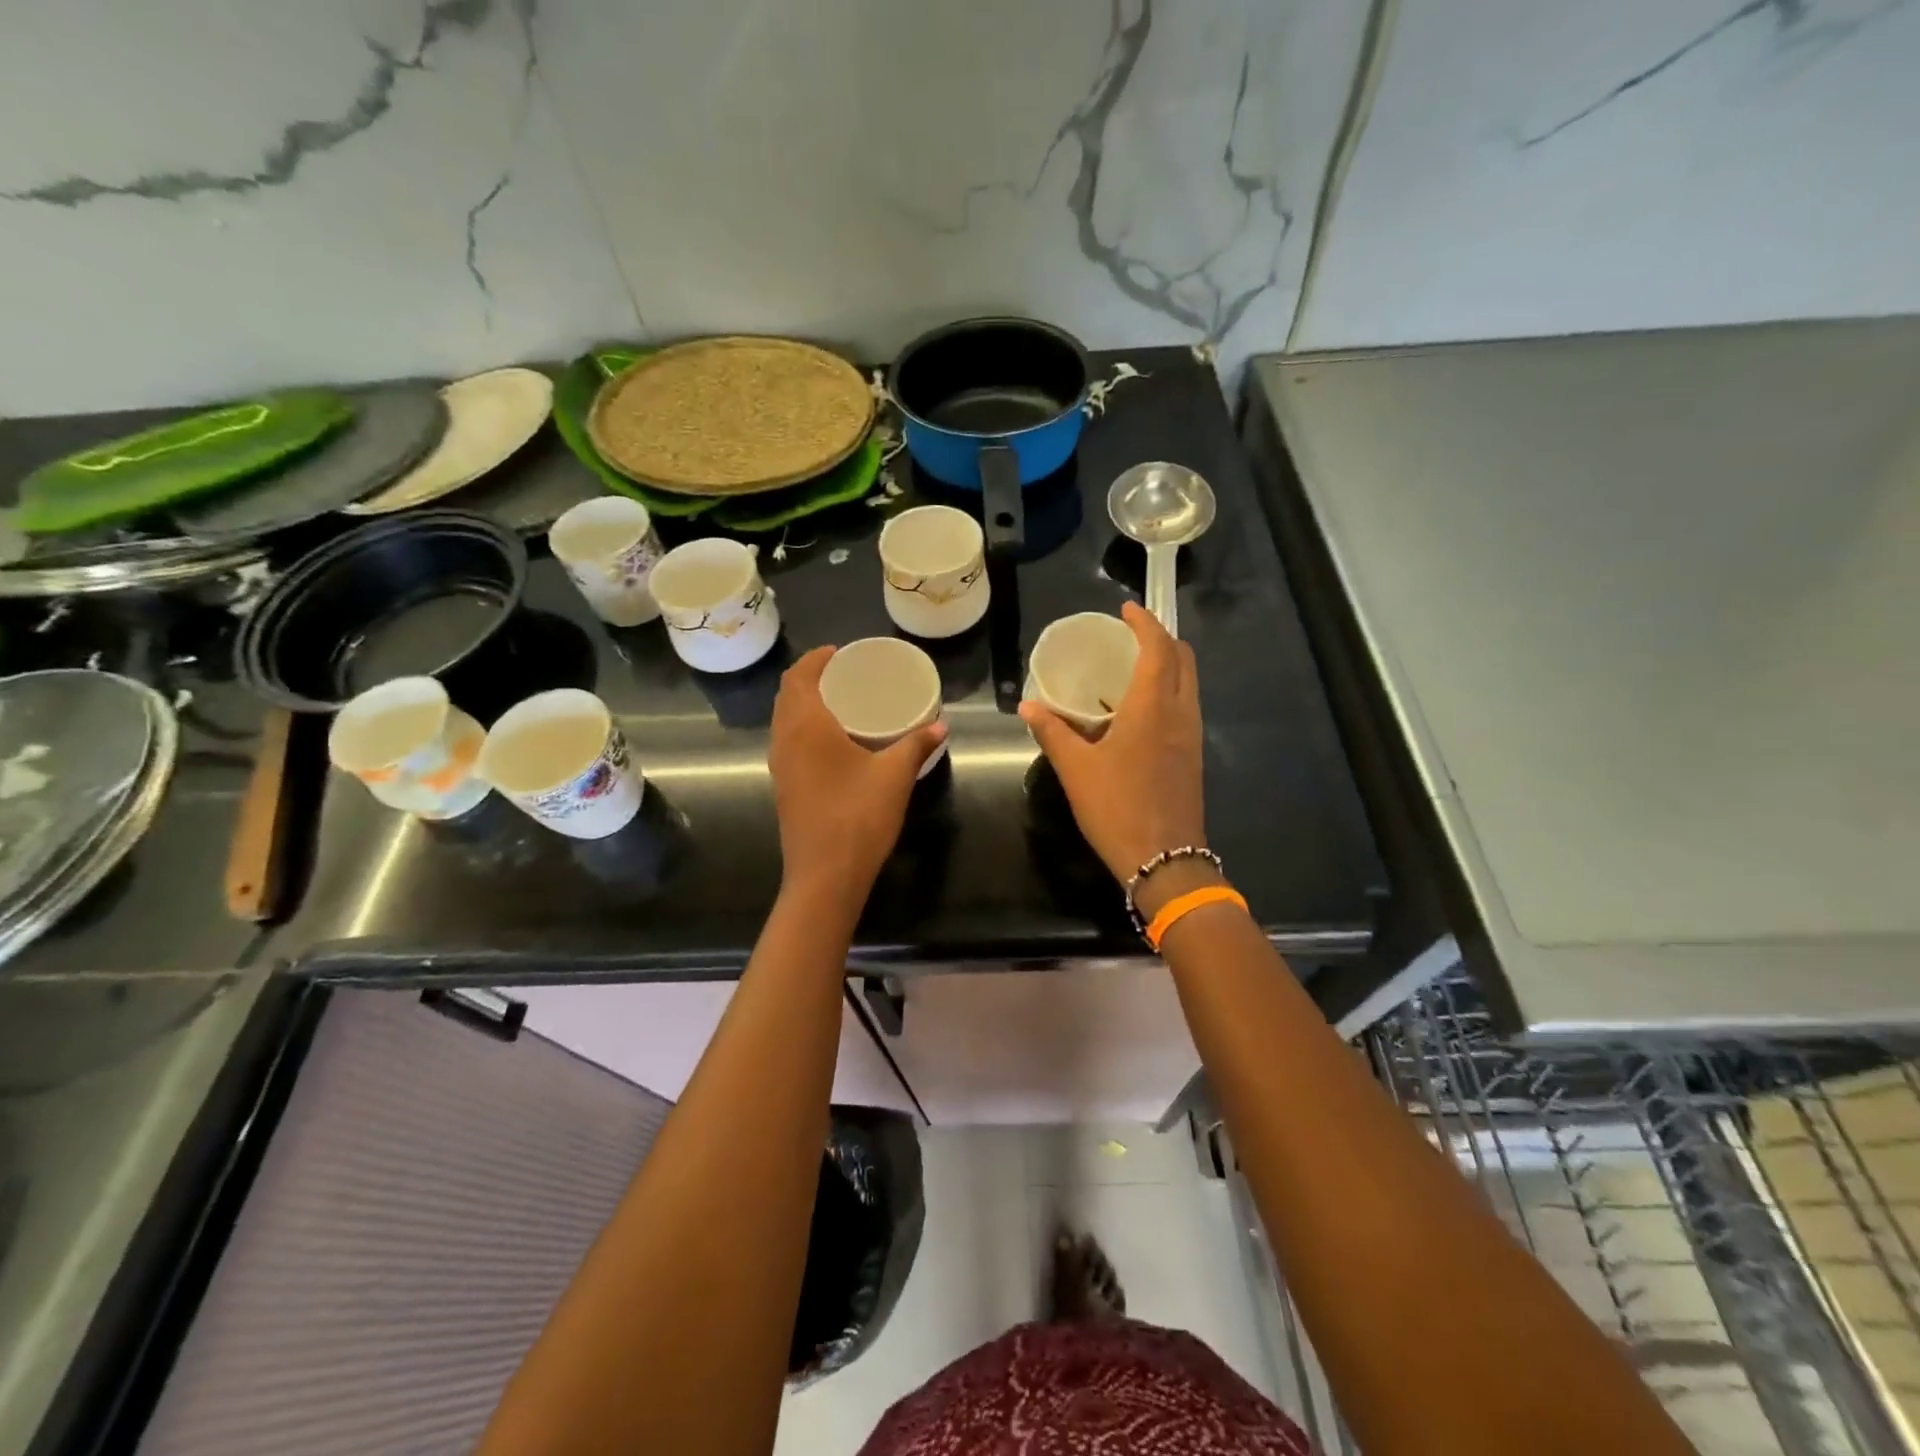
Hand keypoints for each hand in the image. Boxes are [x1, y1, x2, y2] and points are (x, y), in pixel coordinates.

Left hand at [769, 646, 946, 912]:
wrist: (825, 876)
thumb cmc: (858, 816)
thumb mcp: (894, 776)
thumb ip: (916, 745)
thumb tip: (941, 725)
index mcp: (805, 726)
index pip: (799, 677)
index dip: (815, 659)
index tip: (839, 652)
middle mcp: (784, 740)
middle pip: (787, 696)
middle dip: (810, 678)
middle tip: (843, 674)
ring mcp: (780, 766)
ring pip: (784, 721)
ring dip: (803, 704)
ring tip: (839, 702)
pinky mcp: (784, 788)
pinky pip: (788, 743)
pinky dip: (803, 729)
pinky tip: (832, 742)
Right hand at [1019, 602, 1206, 889]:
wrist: (1165, 859)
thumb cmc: (1117, 808)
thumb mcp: (1076, 769)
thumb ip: (1052, 732)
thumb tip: (1027, 706)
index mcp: (1153, 708)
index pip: (1158, 649)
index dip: (1145, 623)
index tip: (1126, 609)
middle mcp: (1180, 714)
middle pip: (1183, 660)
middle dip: (1162, 638)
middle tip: (1132, 634)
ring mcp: (1192, 736)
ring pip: (1189, 683)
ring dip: (1169, 664)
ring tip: (1136, 666)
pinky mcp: (1193, 756)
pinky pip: (1187, 706)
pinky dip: (1170, 690)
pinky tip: (1143, 708)